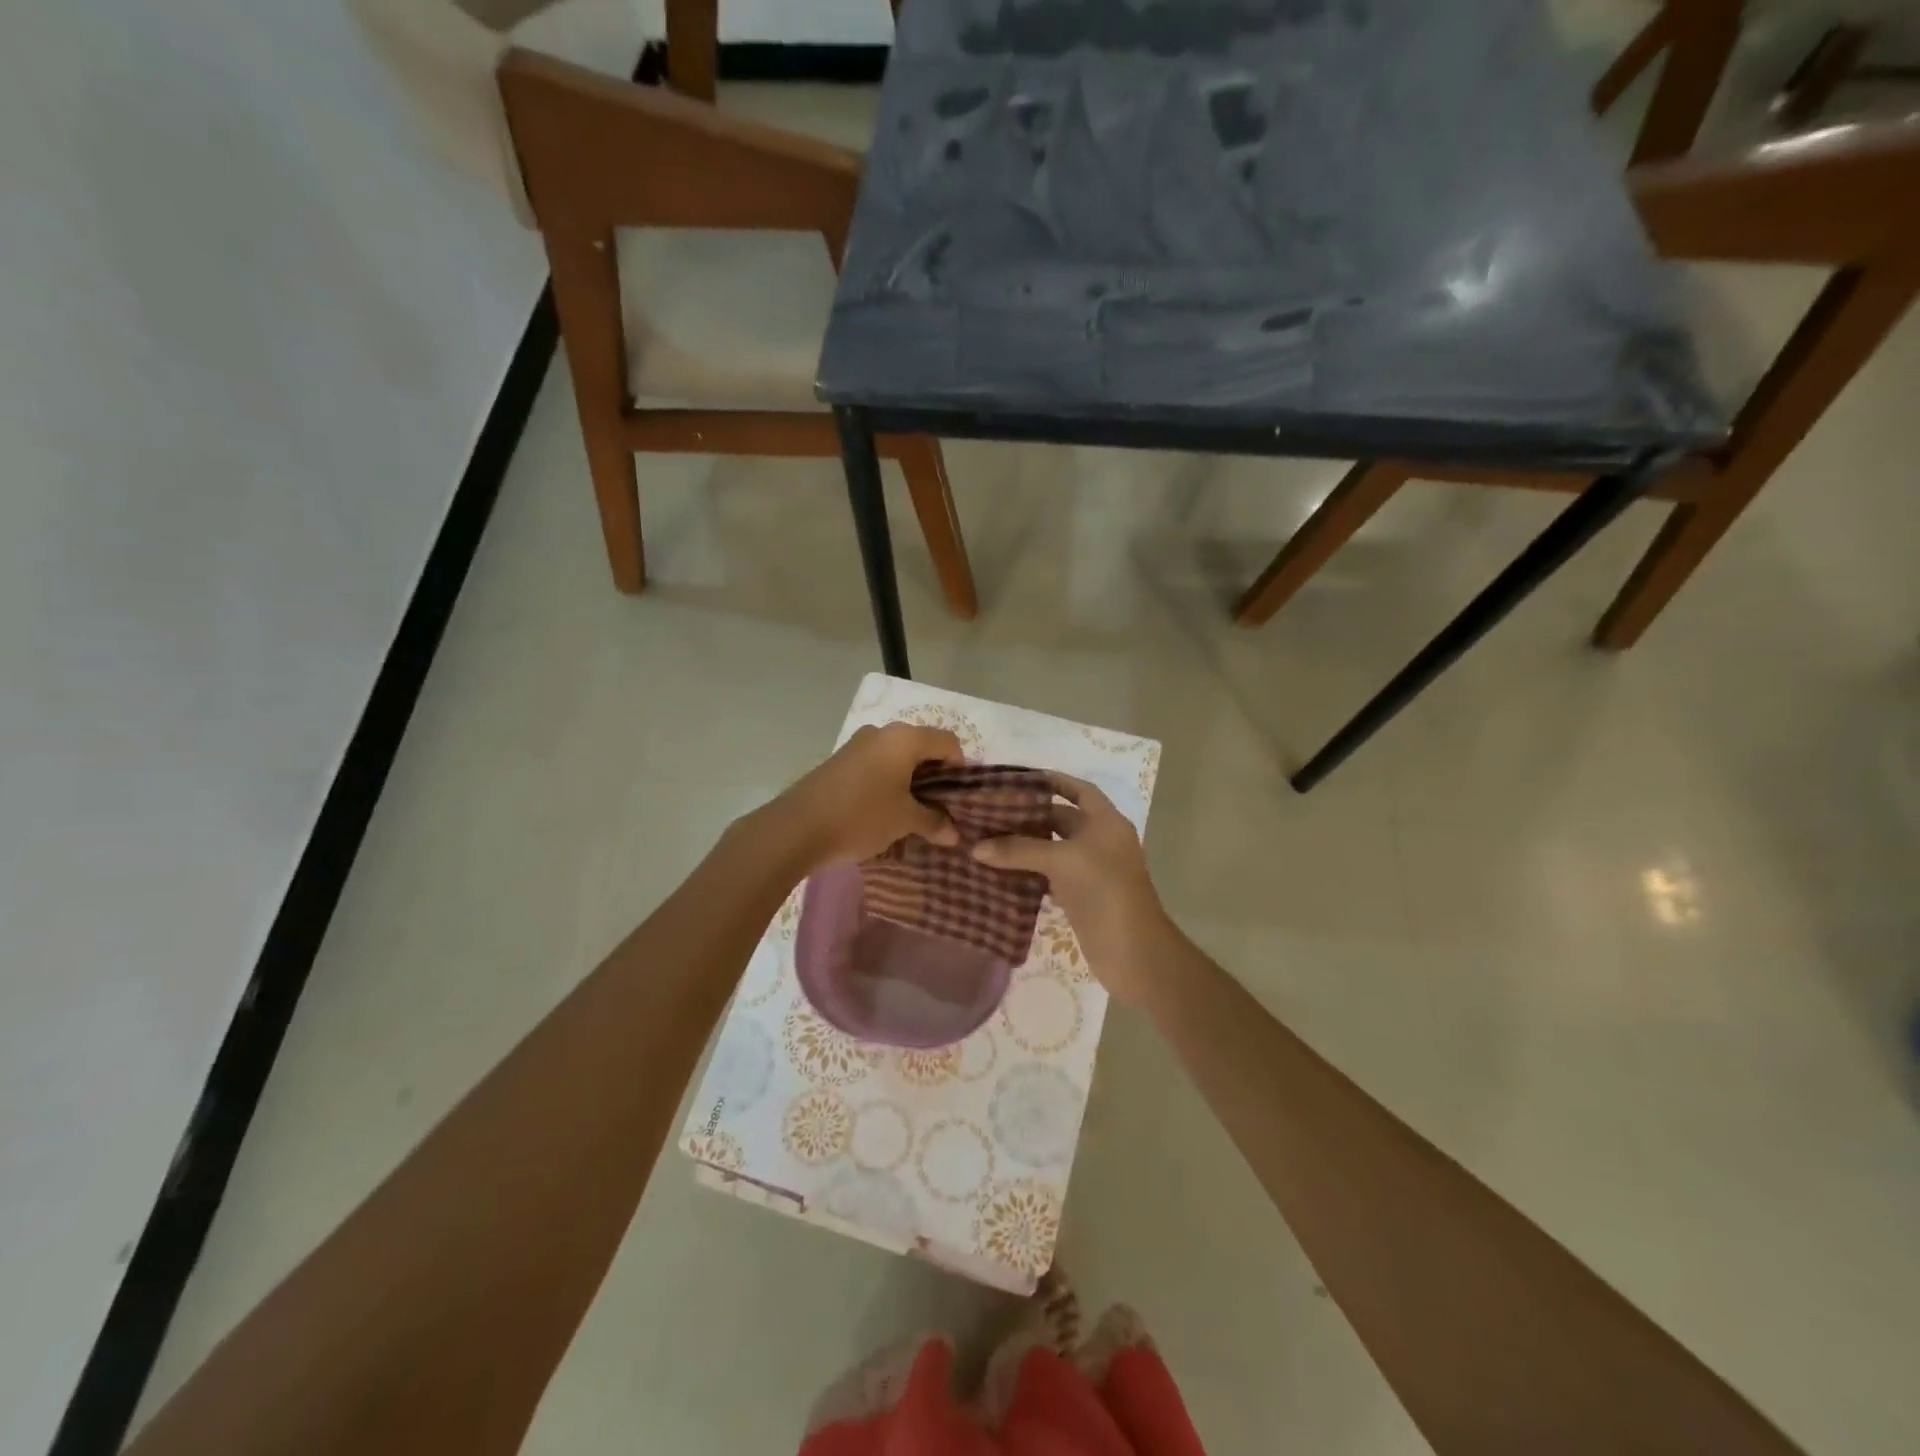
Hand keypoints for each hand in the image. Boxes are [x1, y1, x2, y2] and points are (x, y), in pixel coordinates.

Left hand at [766, 723, 964, 869]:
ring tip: (915, 813)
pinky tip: (886, 810)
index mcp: (904, 738)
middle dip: (936, 776)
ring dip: (911, 781)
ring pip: (898, 757)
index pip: (948, 742)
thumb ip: (934, 822)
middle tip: (942, 807)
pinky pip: (877, 766)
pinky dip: (889, 783)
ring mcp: (857, 745)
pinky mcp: (840, 761)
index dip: (962, 768)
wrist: (796, 828)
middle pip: (922, 746)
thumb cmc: (861, 816)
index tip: (961, 798)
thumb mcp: (904, 821)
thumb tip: (954, 833)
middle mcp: (882, 732)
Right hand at [971, 772, 1180, 1006]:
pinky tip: (1001, 872)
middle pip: (1062, 819)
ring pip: (1053, 849)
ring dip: (1025, 846)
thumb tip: (976, 848)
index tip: (1018, 780)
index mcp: (1106, 822)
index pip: (1079, 790)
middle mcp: (1100, 841)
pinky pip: (1050, 876)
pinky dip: (1028, 873)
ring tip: (988, 839)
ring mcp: (1091, 871)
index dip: (1053, 781)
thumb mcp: (1062, 862)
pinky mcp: (1081, 897)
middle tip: (990, 812)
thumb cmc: (1105, 892)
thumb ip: (1019, 850)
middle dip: (1029, 815)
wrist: (1134, 953)